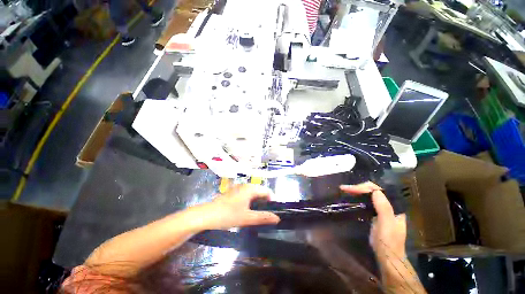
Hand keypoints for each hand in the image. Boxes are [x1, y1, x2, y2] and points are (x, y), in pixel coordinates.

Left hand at [197, 184, 280, 229]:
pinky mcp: (234, 192)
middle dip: (265, 201)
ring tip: (257, 213)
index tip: (273, 211)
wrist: (206, 215)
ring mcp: (239, 188)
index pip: (267, 191)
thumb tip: (277, 218)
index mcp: (251, 188)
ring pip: (253, 192)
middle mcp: (246, 185)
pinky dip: (250, 200)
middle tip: (265, 214)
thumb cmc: (228, 215)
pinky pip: (247, 194)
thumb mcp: (247, 218)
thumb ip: (263, 217)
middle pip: (260, 191)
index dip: (272, 200)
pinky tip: (247, 209)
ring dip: (258, 201)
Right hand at [340, 182, 406, 261]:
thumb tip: (375, 190)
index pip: (378, 190)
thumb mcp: (387, 225)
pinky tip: (351, 197)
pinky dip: (358, 197)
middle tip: (344, 188)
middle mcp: (388, 205)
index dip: (364, 188)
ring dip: (357, 191)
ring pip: (369, 195)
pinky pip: (366, 201)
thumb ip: (384, 208)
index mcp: (394, 206)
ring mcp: (381, 210)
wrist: (387, 258)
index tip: (349, 189)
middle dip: (359, 188)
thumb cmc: (388, 242)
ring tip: (345, 190)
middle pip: (373, 191)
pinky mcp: (375, 214)